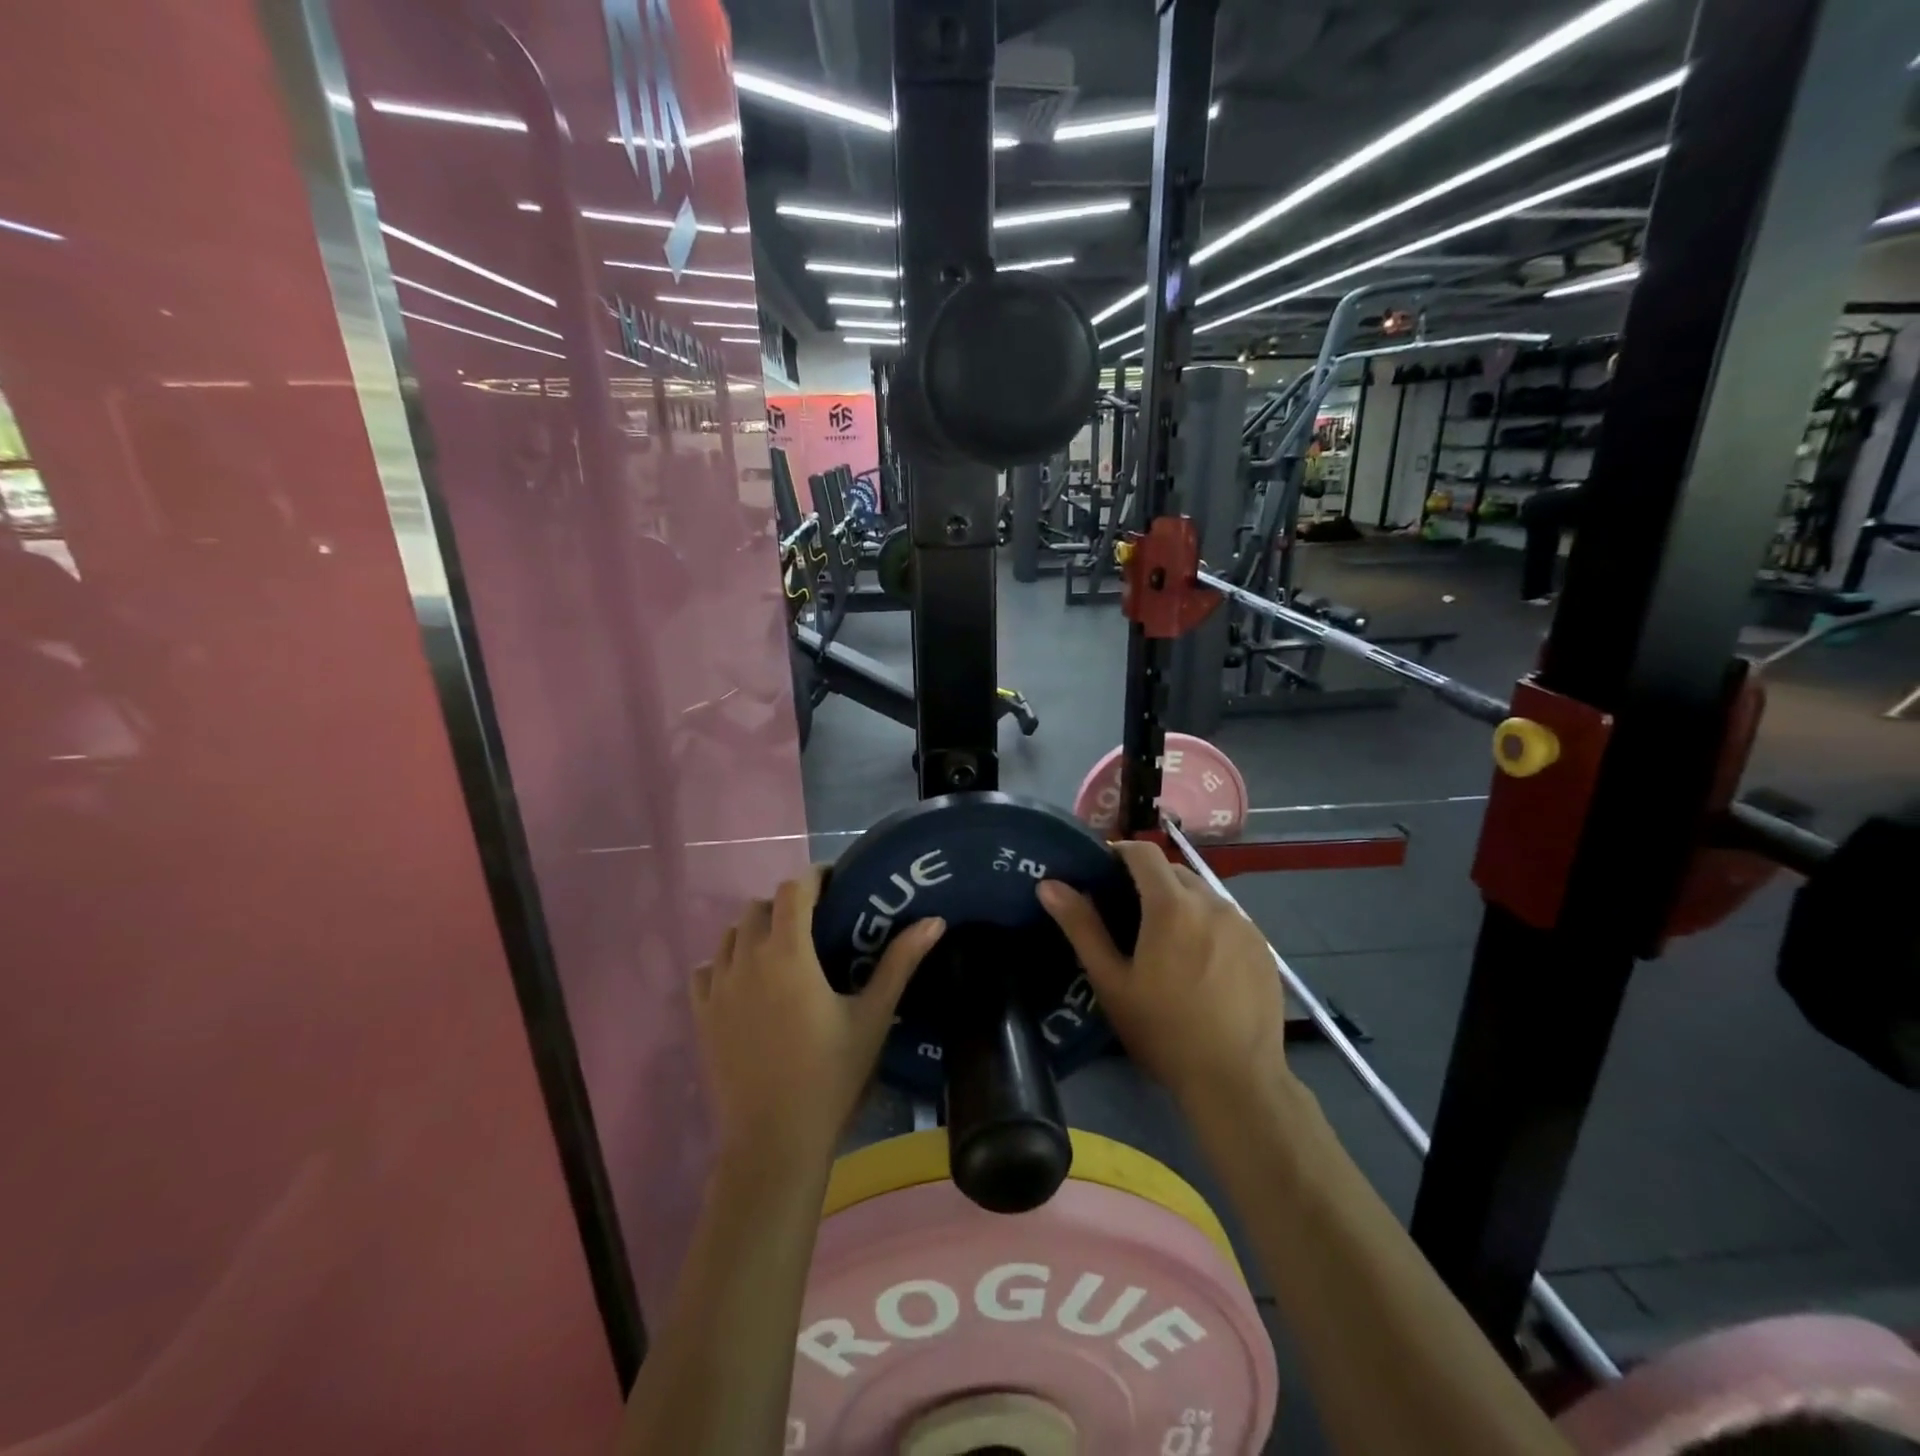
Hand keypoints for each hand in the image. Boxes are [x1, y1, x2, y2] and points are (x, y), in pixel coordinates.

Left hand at [693, 868, 945, 1165]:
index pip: (794, 889)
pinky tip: (747, 981)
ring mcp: (719, 987)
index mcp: (788, 952)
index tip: (836, 883)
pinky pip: (707, 968)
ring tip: (783, 950)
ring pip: (731, 933)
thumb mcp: (873, 1017)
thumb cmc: (831, 1075)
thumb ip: (900, 962)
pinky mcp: (701, 1014)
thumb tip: (935, 921)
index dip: (815, 877)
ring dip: (756, 929)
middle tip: (817, 922)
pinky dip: (726, 961)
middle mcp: (747, 958)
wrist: (774, 1141)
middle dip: (788, 904)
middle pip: (760, 906)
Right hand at [1038, 841, 1285, 1107]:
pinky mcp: (1262, 947)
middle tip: (1125, 913)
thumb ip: (1081, 927)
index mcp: (1171, 905)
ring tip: (1162, 941)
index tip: (1101, 871)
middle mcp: (1212, 902)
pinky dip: (1206, 924)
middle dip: (1147, 880)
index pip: (1144, 852)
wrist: (1236, 1081)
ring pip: (1202, 895)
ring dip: (1178, 902)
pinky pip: (1226, 919)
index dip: (1119, 852)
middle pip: (1173, 871)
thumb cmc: (1163, 1031)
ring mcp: (1243, 924)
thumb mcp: (1111, 982)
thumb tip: (1050, 885)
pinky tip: (1199, 963)